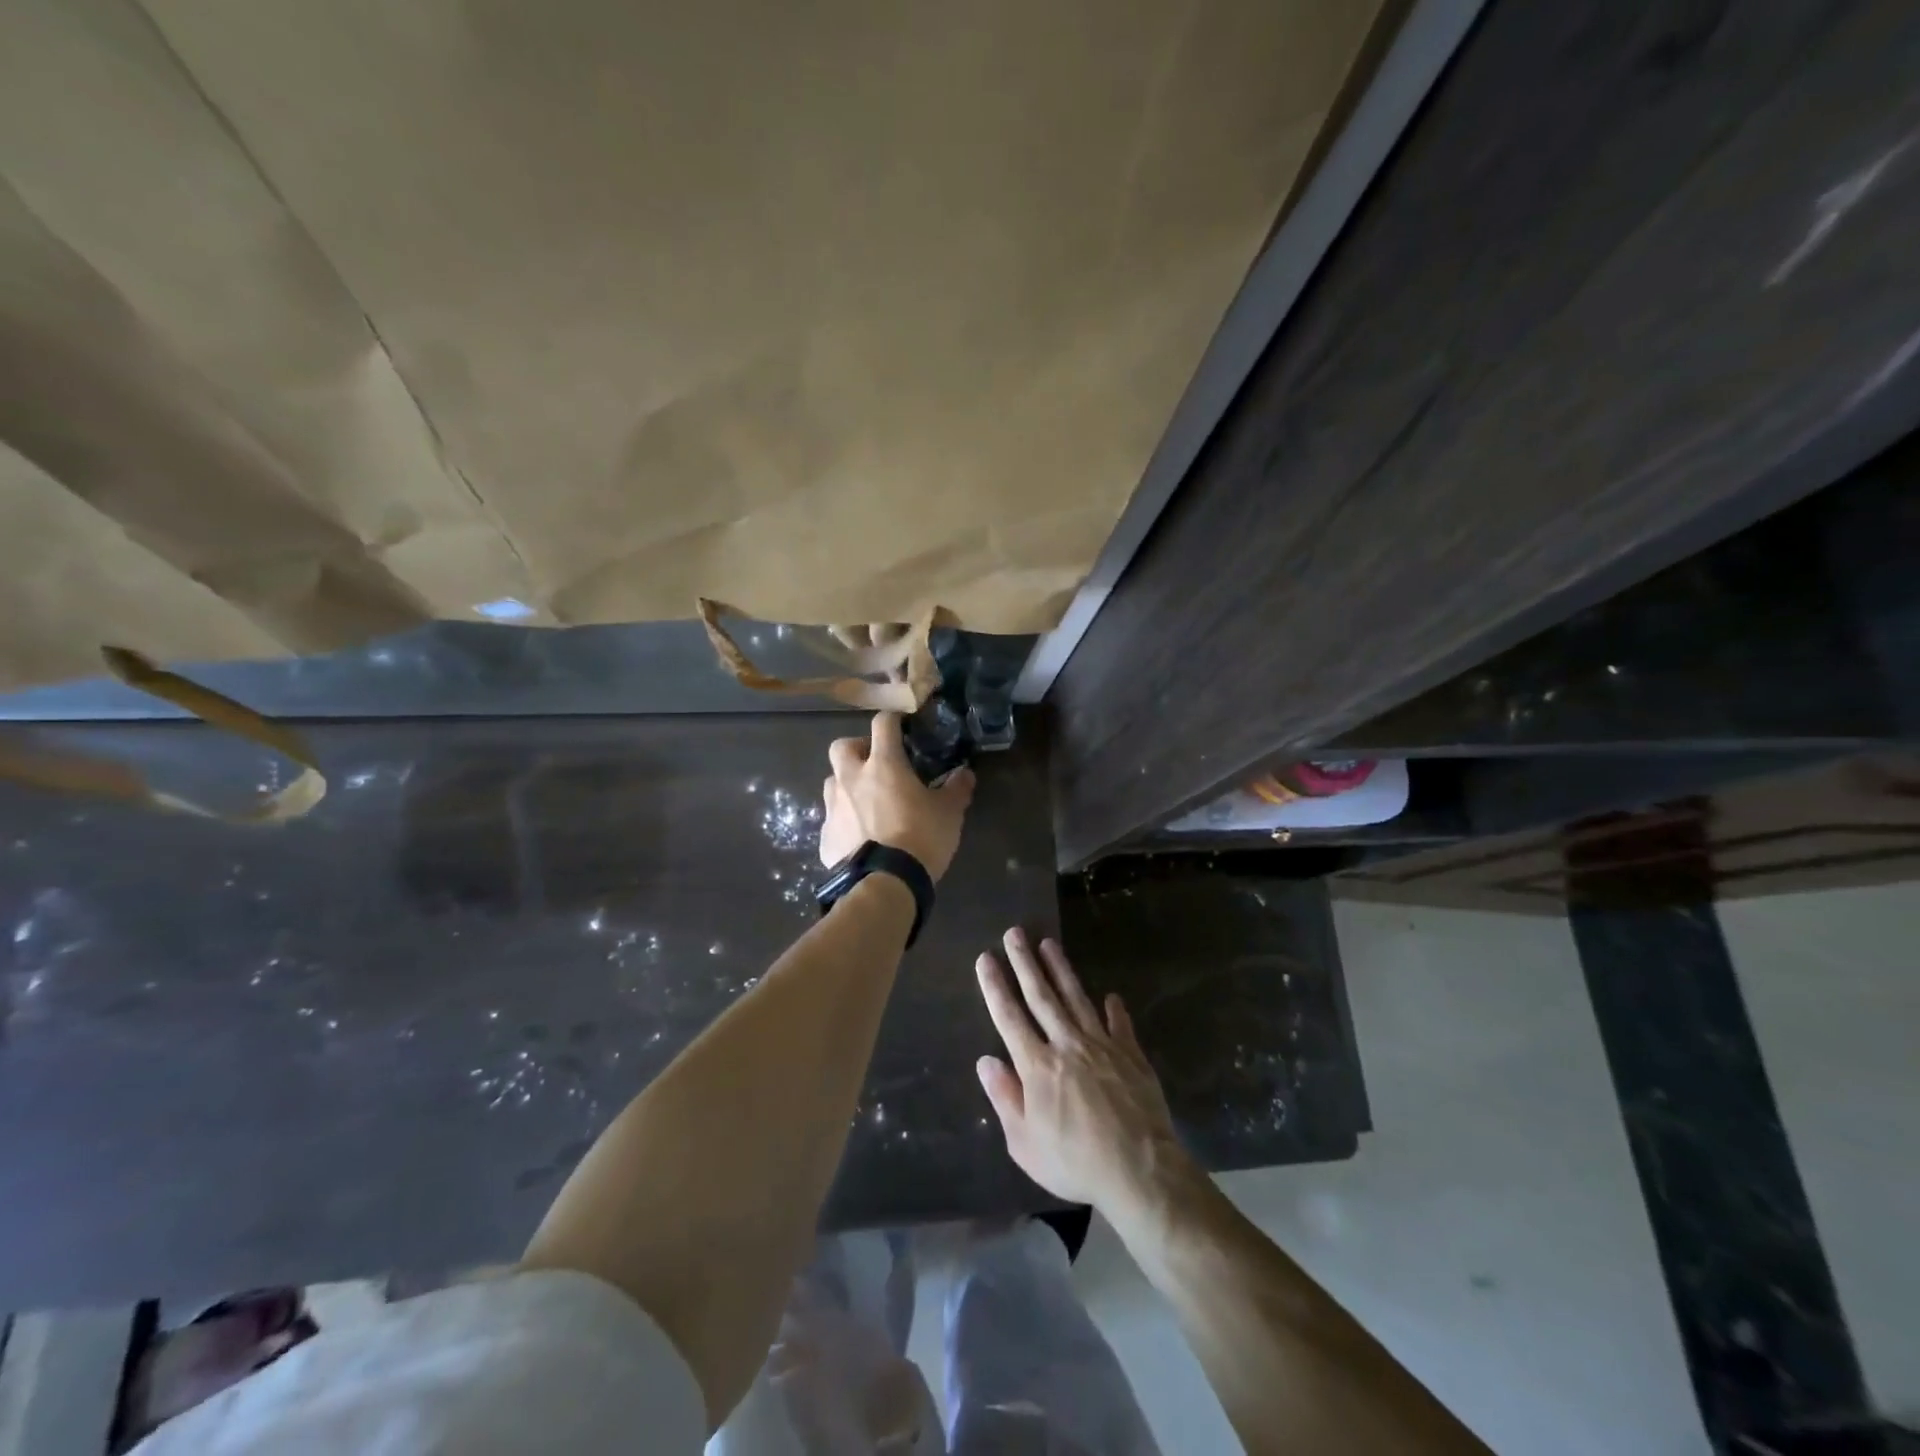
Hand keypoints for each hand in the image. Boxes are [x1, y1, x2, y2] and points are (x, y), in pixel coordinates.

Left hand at [820, 712, 973, 882]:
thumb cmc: (921, 838)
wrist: (885, 884)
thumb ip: (957, 789)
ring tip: (867, 803)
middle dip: (857, 749)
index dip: (893, 719)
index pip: (883, 724)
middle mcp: (851, 778)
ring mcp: (833, 808)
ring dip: (847, 785)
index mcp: (883, 764)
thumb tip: (965, 773)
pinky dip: (845, 822)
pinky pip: (833, 820)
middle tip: (876, 764)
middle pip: (842, 746)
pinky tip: (860, 838)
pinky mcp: (825, 837)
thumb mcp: (949, 812)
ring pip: (833, 782)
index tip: (903, 724)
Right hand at [974, 927, 1192, 1216]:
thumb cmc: (1075, 1162)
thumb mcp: (1025, 1144)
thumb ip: (1005, 1098)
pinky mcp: (1130, 1054)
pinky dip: (1115, 1009)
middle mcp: (1066, 1045)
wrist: (1138, 1169)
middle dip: (1024, 963)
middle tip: (1014, 932)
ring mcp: (1101, 1045)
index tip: (985, 958)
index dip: (995, 986)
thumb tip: (986, 1061)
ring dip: (1061, 969)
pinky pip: (1120, 1024)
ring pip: (1076, 998)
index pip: (1009, 1017)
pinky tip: (1111, 996)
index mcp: (1037, 1066)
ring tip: (1049, 943)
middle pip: (1041, 996)